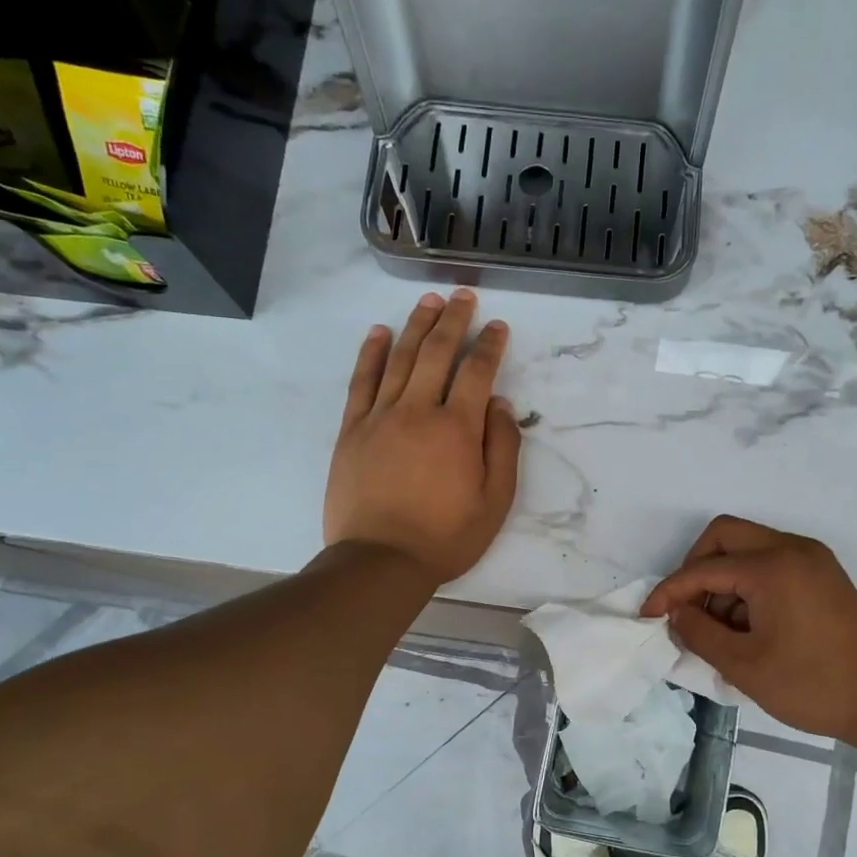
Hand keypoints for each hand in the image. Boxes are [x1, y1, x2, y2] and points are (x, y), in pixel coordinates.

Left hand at [324, 289, 521, 583]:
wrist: (381, 561)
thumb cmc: (446, 537)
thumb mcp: (495, 502)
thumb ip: (503, 448)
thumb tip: (499, 403)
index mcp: (458, 428)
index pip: (477, 372)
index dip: (490, 345)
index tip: (497, 326)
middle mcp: (418, 411)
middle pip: (437, 353)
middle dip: (454, 320)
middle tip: (462, 296)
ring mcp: (380, 417)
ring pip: (400, 359)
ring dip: (416, 325)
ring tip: (429, 301)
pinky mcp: (352, 430)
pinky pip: (362, 382)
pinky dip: (371, 354)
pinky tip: (379, 333)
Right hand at [641, 516, 856, 747]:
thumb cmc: (812, 685)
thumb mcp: (744, 665)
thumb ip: (699, 633)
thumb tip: (676, 614)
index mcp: (772, 566)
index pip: (703, 568)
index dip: (669, 592)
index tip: (648, 617)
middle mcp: (792, 549)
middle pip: (725, 536)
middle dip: (695, 569)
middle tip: (687, 610)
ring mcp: (812, 558)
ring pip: (748, 547)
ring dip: (724, 578)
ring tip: (720, 629)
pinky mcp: (824, 574)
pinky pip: (772, 562)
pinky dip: (749, 584)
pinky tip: (747, 625)